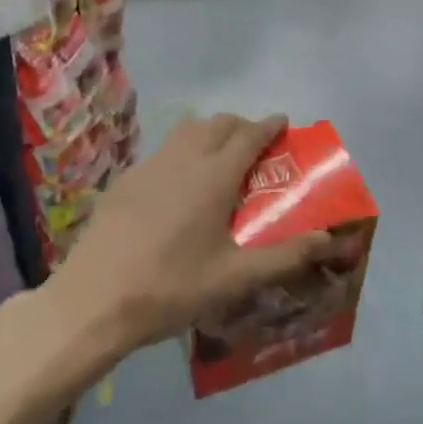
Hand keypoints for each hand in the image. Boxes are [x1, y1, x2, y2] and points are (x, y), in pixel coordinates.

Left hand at [44, 114, 339, 357]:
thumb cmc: (171, 288)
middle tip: (254, 146)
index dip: (269, 125)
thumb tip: (329, 239)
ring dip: (210, 132)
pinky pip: (163, 151)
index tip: (282, 123)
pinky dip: (181, 152)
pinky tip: (177, 186)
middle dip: (241, 126)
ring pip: (187, 130)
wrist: (93, 300)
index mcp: (215, 176)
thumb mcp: (234, 278)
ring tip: (218, 158)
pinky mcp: (125, 180)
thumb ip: (285, 256)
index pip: (250, 134)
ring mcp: (150, 165)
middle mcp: (184, 158)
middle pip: (219, 123)